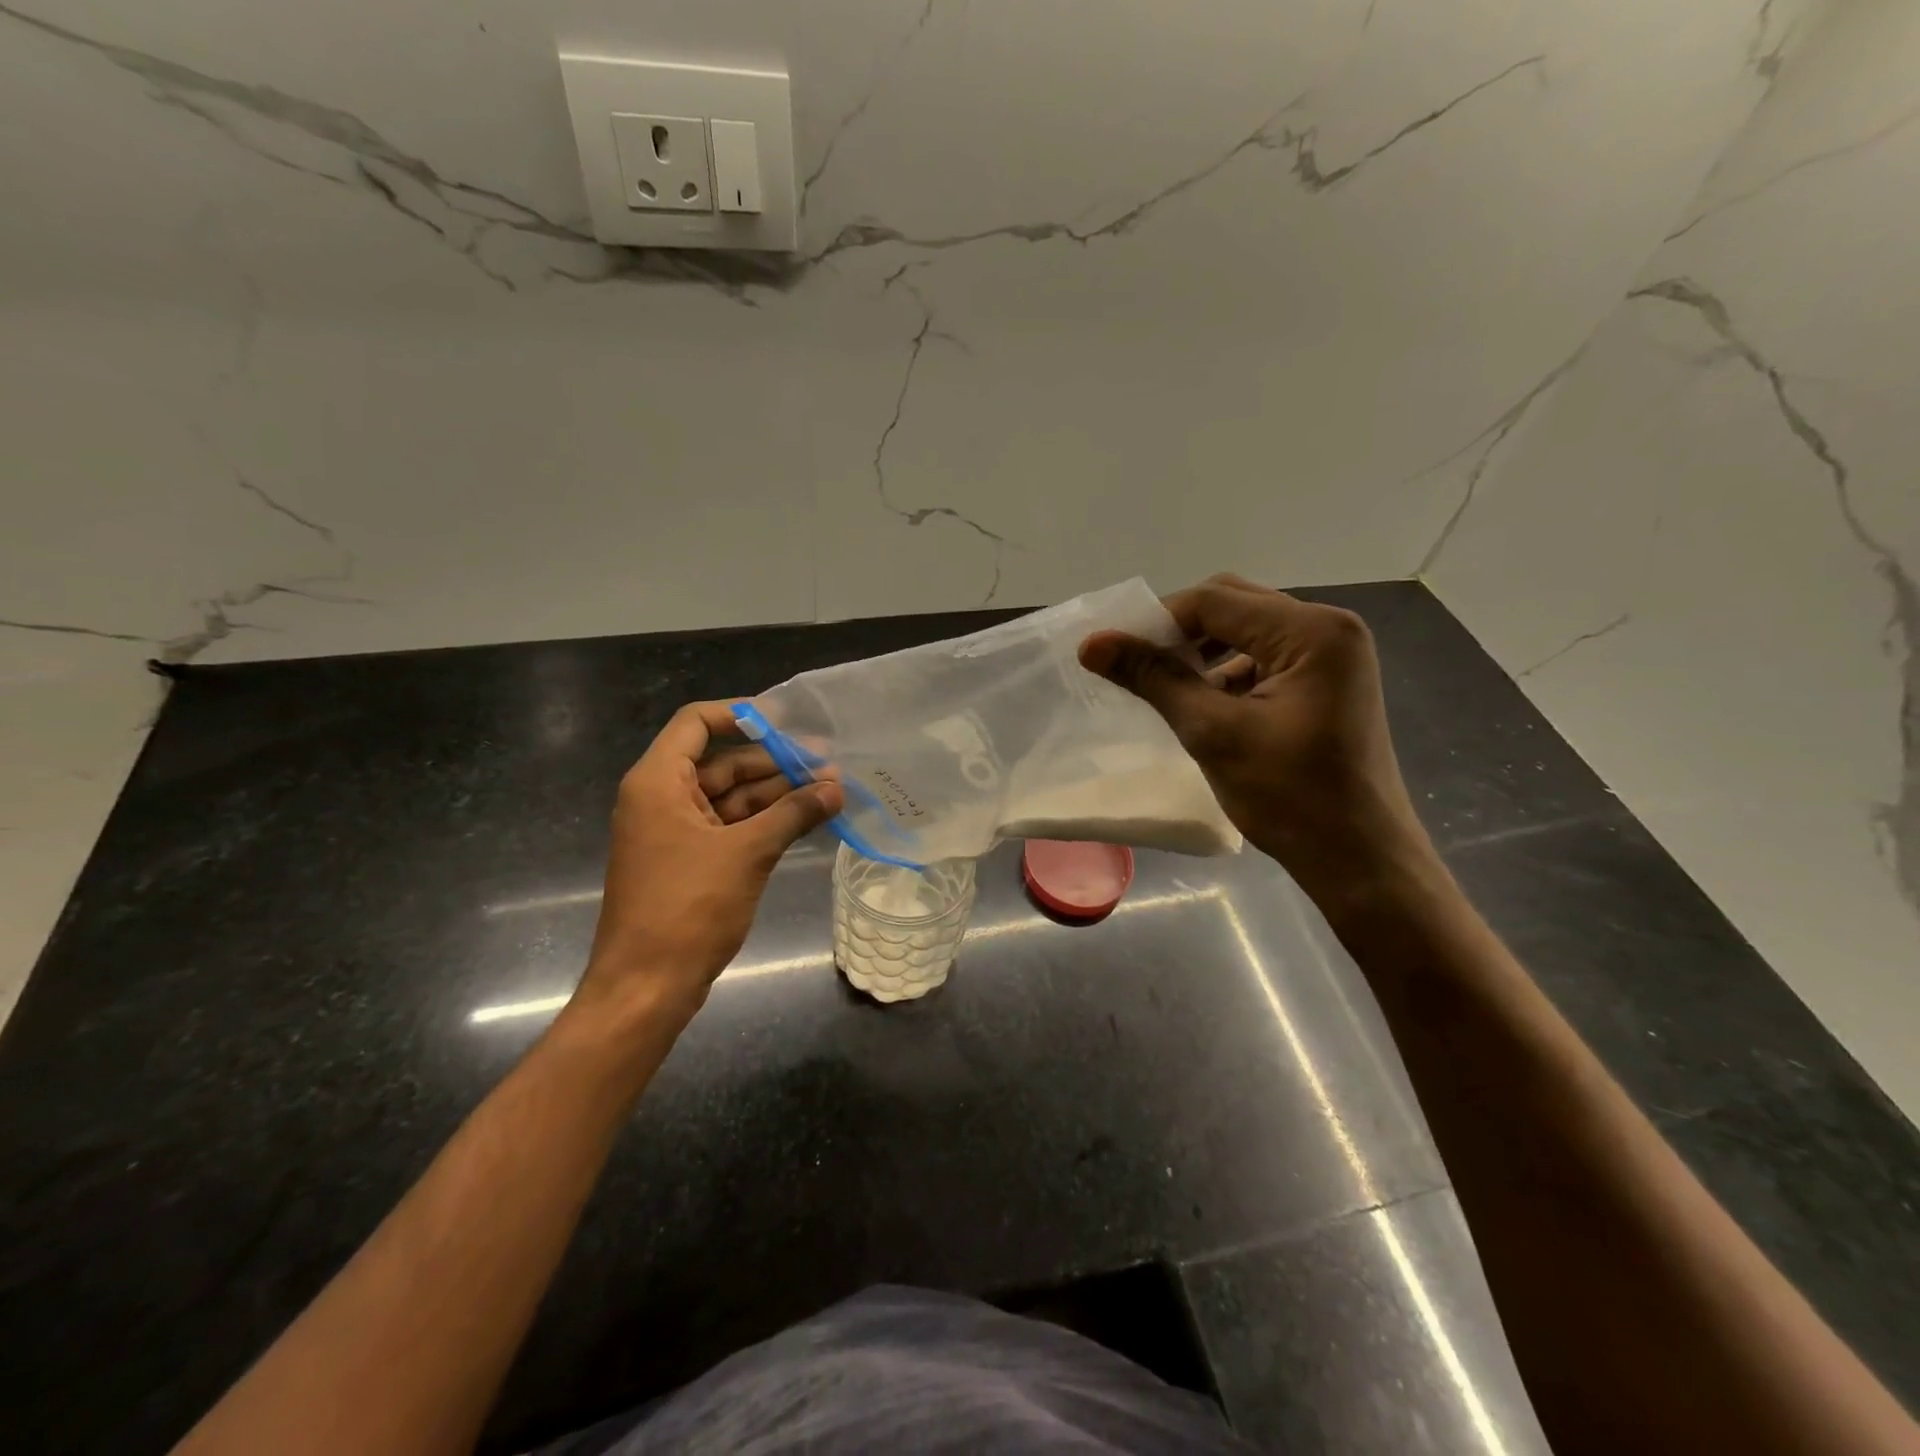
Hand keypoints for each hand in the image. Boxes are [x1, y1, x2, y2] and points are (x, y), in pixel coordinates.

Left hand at [573, 701, 842, 1024]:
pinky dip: (766, 822)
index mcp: (659, 782)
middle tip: (829, 766)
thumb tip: (837, 788)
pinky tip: (807, 820)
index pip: (697, 723)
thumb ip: (794, 814)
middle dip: (776, 763)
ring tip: (830, 792)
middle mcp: (663, 798)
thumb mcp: (748, 853)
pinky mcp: (690, 861)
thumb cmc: (688, 908)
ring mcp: (676, 832)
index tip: (788, 722)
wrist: (646, 987)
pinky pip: (731, 827)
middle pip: (723, 763)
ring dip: (778, 795)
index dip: (742, 715)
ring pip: (732, 798)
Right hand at [1080, 574, 1434, 907]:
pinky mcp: (1327, 681)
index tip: (1110, 652)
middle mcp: (1328, 627)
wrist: (1359, 859)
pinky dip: (1227, 670)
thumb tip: (1091, 644)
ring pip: (1247, 629)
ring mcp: (1332, 654)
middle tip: (1136, 664)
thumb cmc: (1290, 797)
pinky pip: (1265, 656)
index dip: (1156, 622)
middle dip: (1179, 631)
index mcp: (1311, 631)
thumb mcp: (1213, 733)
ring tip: (1164, 684)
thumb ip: (1153, 678)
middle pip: (1233, 605)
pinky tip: (1202, 702)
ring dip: (1202, 650)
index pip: (1214, 601)